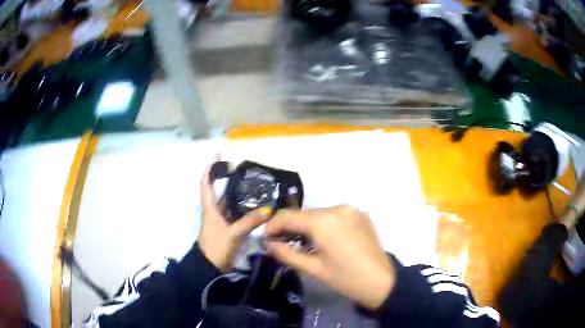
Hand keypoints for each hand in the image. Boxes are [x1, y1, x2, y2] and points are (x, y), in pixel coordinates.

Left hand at [198, 161, 269, 270]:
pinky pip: (235, 213)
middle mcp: (214, 211)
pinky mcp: (227, 228)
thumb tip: (269, 209)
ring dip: (237, 193)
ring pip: (228, 202)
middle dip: (228, 178)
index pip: (206, 184)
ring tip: (253, 183)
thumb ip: (250, 222)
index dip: (210, 169)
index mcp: (210, 208)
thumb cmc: (216, 248)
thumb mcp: (233, 234)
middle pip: (219, 190)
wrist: (210, 268)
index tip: (218, 155)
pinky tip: (254, 205)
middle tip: (244, 169)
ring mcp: (221, 220)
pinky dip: (243, 207)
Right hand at [263, 205, 394, 309]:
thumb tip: (267, 243)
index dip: (272, 225)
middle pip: (304, 214)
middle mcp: (337, 207)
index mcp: (323, 221)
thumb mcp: (312, 268)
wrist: (381, 281)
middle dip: (290, 226)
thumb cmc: (344, 278)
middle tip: (282, 242)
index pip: (288, 216)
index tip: (265, 238)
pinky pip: (335, 216)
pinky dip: (325, 225)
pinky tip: (325, 240)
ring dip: (307, 226)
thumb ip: (285, 253)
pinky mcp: (360, 214)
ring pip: (319, 214)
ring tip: (304, 243)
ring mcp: (351, 209)